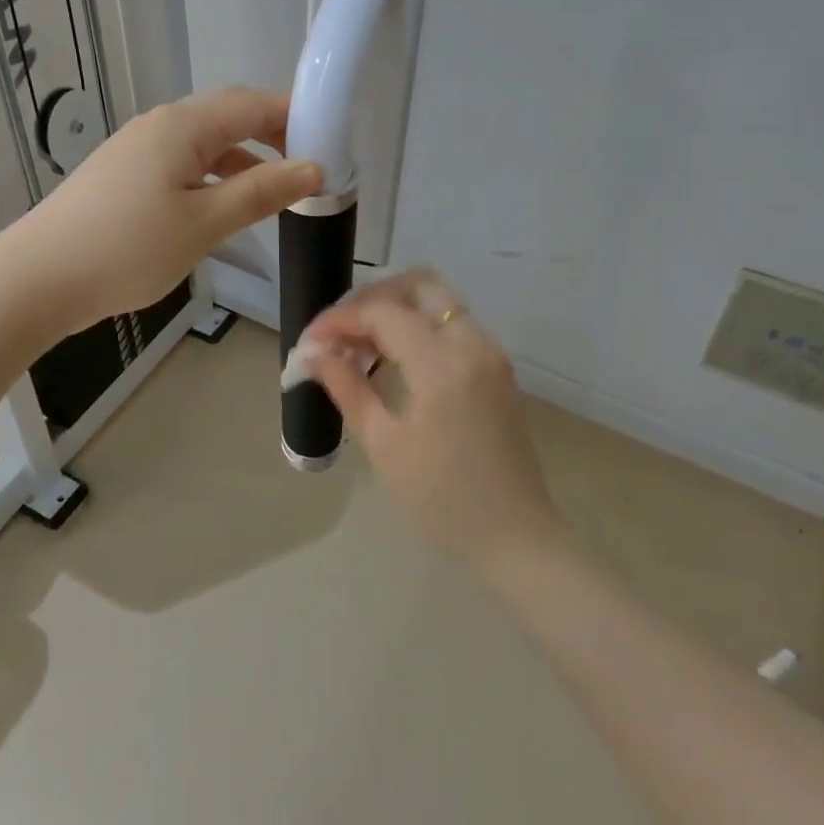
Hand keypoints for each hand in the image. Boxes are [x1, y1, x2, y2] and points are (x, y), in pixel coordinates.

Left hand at [16, 87, 322, 334]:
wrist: (38, 278)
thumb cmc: (128, 248)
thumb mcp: (204, 223)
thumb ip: (260, 192)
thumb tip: (313, 168)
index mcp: (183, 126)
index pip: (253, 103)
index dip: (296, 116)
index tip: (332, 142)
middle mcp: (160, 125)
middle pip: (229, 117)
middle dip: (273, 137)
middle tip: (309, 168)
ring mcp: (138, 148)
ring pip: (205, 143)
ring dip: (243, 161)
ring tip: (277, 192)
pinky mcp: (124, 174)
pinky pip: (182, 163)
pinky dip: (212, 177)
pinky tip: (223, 206)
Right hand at [299, 270, 567, 572]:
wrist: (516, 539)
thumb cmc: (442, 501)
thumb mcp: (384, 445)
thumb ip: (347, 388)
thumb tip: (312, 354)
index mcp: (444, 364)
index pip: (382, 313)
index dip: (338, 320)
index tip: (308, 342)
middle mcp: (473, 343)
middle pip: (418, 285)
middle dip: (372, 298)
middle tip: (338, 331)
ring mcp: (490, 353)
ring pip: (437, 302)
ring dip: (394, 310)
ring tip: (356, 346)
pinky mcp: (495, 368)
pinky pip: (451, 325)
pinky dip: (417, 327)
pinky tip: (389, 358)